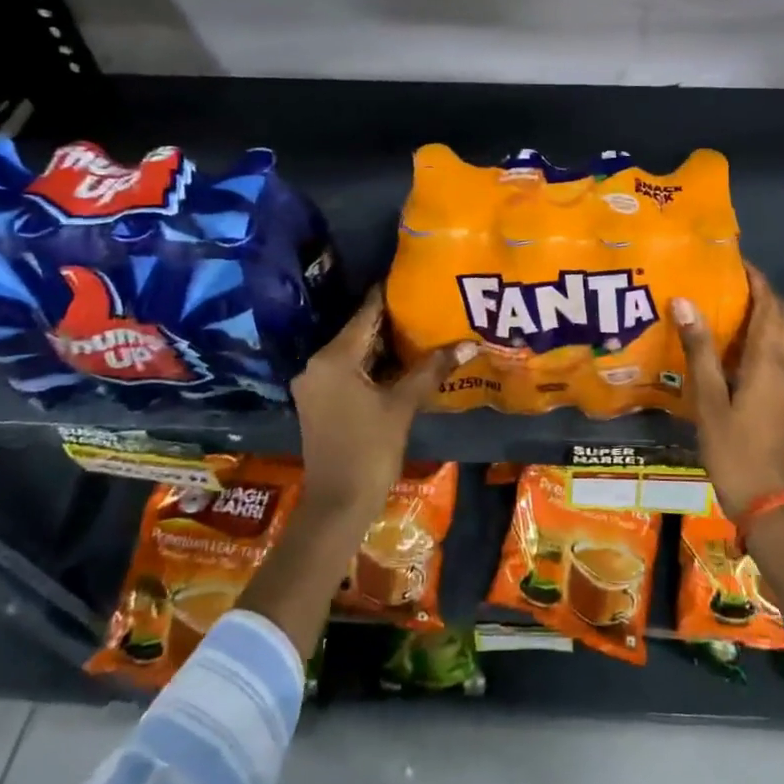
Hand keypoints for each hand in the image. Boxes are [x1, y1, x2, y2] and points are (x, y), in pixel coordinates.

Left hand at [290, 285, 476, 518]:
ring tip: (422, 329)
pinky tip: (402, 361)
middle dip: (392, 320)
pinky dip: (373, 364)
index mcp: (333, 358)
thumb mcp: (402, 406)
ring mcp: (315, 385)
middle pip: (359, 332)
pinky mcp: (320, 402)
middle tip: (427, 305)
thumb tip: (468, 345)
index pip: (366, 314)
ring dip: (384, 344)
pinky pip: (348, 370)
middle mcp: (317, 365)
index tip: (414, 278)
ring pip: (354, 352)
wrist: (338, 505)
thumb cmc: (369, 450)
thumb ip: (431, 370)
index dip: (389, 295)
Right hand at [673, 262, 783, 519]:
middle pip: (783, 315)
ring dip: (762, 314)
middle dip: (761, 292)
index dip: (756, 279)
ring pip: (782, 334)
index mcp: (769, 361)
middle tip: (726, 283)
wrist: (765, 499)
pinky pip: (777, 352)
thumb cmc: (734, 449)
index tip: (732, 261)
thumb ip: (699, 349)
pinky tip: (730, 347)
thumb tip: (684, 300)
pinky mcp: (782, 397)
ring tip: (725, 307)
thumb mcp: (709, 399)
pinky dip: (761, 336)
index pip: (770, 305)